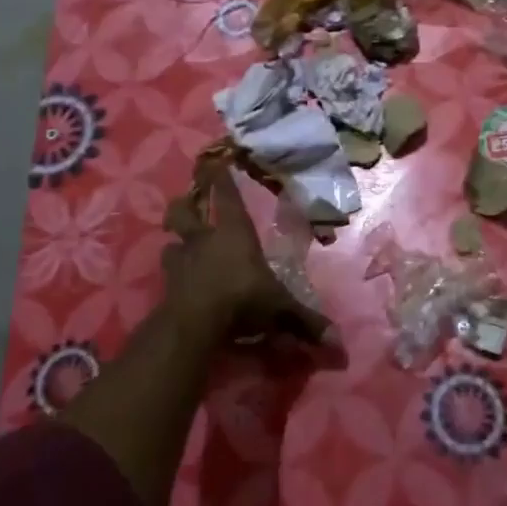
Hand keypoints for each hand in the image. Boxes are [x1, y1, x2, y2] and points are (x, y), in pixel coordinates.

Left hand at [162, 158, 335, 347]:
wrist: (195, 322)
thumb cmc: (242, 297)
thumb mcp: (280, 308)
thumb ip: (306, 321)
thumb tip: (339, 345)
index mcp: (232, 231)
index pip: (225, 195)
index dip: (219, 176)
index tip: (214, 160)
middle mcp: (203, 239)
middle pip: (183, 210)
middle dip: (184, 205)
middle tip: (187, 205)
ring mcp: (181, 261)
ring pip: (170, 242)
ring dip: (175, 243)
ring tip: (180, 247)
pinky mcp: (166, 285)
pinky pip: (167, 274)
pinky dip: (172, 276)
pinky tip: (178, 283)